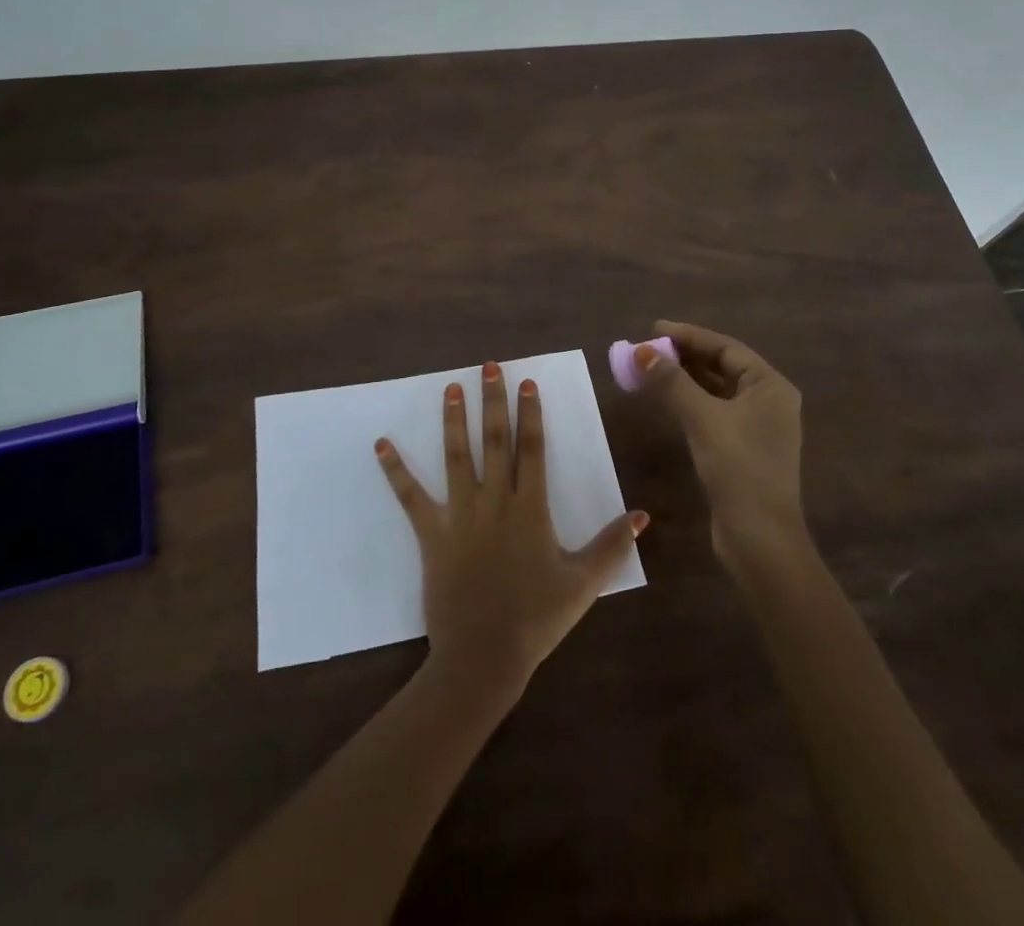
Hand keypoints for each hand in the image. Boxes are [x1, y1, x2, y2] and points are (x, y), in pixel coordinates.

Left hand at [375, 362, 646, 701]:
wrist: (484, 656)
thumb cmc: (537, 618)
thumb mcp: (583, 583)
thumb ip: (612, 545)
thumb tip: (642, 514)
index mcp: (530, 509)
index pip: (532, 449)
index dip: (530, 414)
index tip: (527, 383)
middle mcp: (494, 502)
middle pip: (495, 442)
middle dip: (493, 402)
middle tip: (488, 368)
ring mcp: (460, 516)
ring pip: (457, 458)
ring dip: (454, 421)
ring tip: (450, 389)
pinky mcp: (432, 535)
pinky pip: (411, 497)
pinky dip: (396, 470)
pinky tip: (381, 444)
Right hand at [633, 321, 807, 574]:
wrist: (759, 536)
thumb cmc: (737, 466)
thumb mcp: (702, 417)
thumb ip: (672, 381)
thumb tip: (642, 351)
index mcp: (770, 385)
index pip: (726, 347)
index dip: (689, 335)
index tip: (654, 328)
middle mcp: (769, 400)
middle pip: (722, 366)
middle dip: (684, 356)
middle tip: (648, 348)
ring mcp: (758, 427)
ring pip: (716, 390)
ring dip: (685, 378)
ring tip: (650, 368)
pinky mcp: (743, 449)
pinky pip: (714, 411)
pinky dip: (690, 401)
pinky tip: (667, 400)